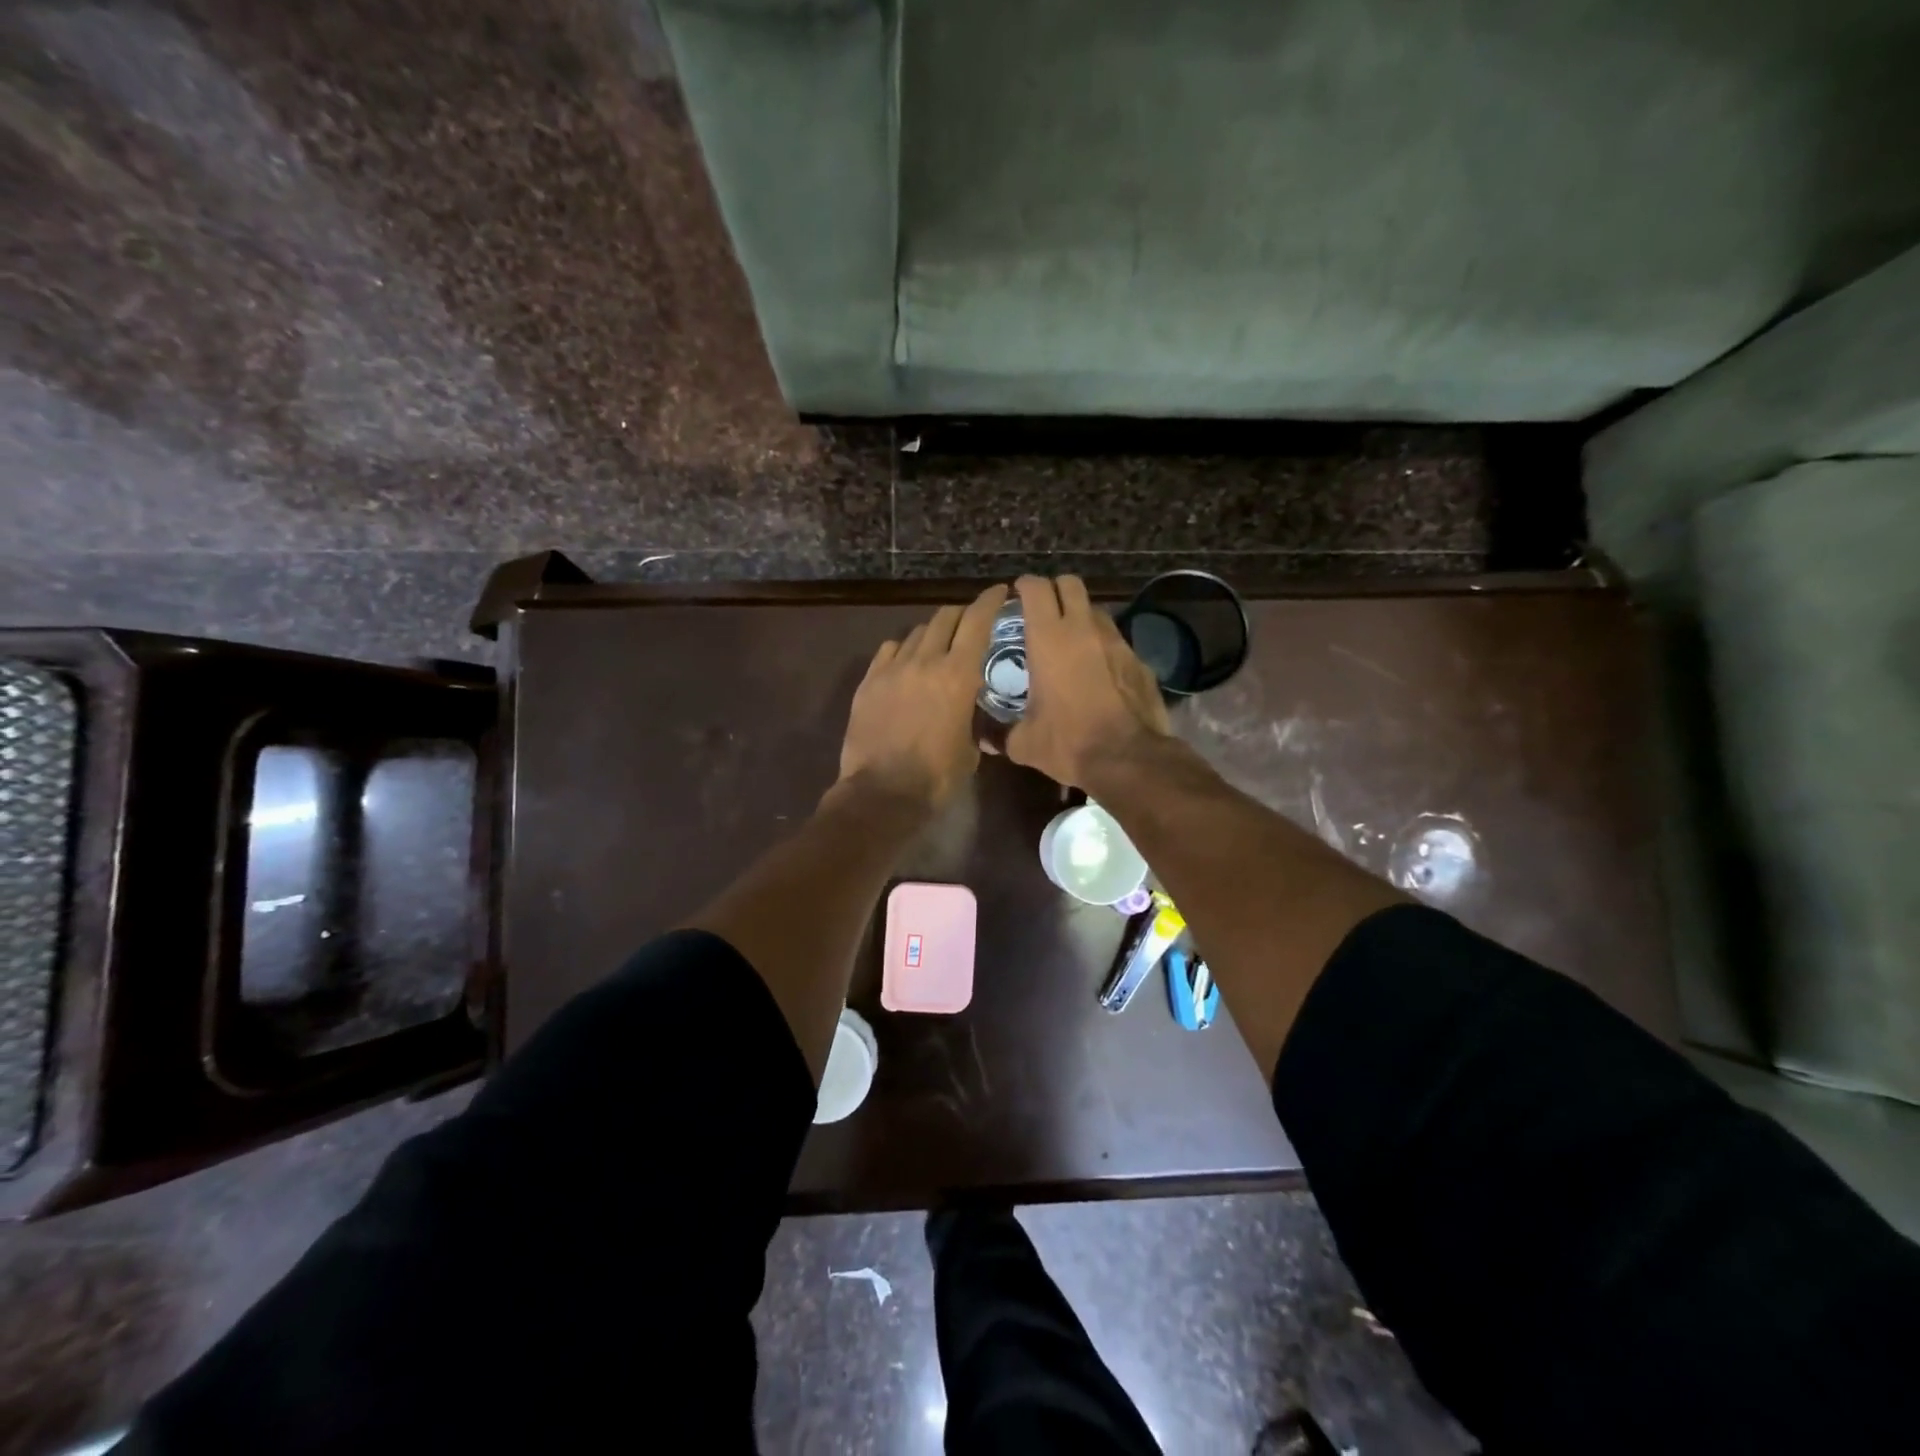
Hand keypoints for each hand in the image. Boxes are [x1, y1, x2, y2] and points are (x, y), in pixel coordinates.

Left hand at [838, 584, 1007, 809]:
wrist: (882, 793)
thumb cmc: (936, 777)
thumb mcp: (970, 749)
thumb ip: (974, 719)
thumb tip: (974, 712)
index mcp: (958, 675)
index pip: (977, 622)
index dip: (989, 601)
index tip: (1000, 592)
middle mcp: (925, 661)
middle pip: (945, 618)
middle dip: (962, 613)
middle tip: (971, 620)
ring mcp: (892, 669)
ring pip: (916, 632)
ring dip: (933, 632)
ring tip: (939, 643)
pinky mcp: (868, 682)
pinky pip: (889, 650)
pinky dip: (903, 648)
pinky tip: (906, 660)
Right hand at [1005, 575, 1170, 786]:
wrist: (1128, 759)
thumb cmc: (1068, 742)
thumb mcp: (1025, 743)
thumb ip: (1000, 734)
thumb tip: (983, 739)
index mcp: (1049, 639)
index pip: (1036, 589)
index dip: (1024, 586)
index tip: (1016, 595)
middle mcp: (1084, 630)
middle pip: (1070, 584)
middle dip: (1055, 590)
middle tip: (1042, 610)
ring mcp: (1116, 642)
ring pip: (1096, 610)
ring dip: (1081, 617)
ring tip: (1070, 641)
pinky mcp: (1138, 660)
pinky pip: (1116, 641)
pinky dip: (1103, 647)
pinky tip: (1097, 672)